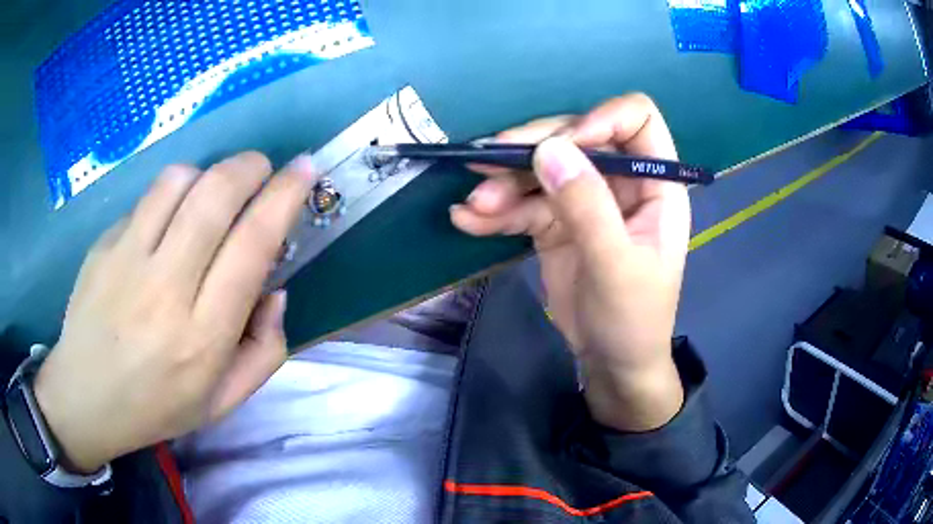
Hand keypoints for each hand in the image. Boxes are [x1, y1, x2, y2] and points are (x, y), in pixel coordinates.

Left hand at [34, 152, 316, 472]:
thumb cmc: (157, 406)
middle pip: (215, 196)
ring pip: (179, 181)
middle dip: (251, 167)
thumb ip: (265, 352)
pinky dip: (172, 191)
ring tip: (214, 192)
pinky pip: (147, 197)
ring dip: (209, 173)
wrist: (86, 398)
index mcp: (203, 337)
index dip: (284, 197)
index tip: (304, 170)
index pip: (252, 246)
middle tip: (262, 169)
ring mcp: (127, 261)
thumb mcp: (223, 401)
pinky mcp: (104, 245)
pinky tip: (170, 216)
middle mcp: (166, 291)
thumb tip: (277, 290)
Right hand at [451, 94, 689, 430]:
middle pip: (575, 137)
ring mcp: (585, 200)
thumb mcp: (616, 265)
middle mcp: (620, 182)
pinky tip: (466, 220)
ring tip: (474, 205)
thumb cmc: (633, 319)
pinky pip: (524, 204)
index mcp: (654, 184)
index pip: (635, 120)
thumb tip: (548, 149)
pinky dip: (496, 210)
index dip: (599, 120)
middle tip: (488, 163)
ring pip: (542, 169)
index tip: (561, 146)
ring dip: (504, 182)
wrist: (611, 363)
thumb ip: (587, 206)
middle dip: (532, 150)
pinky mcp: (556, 223)